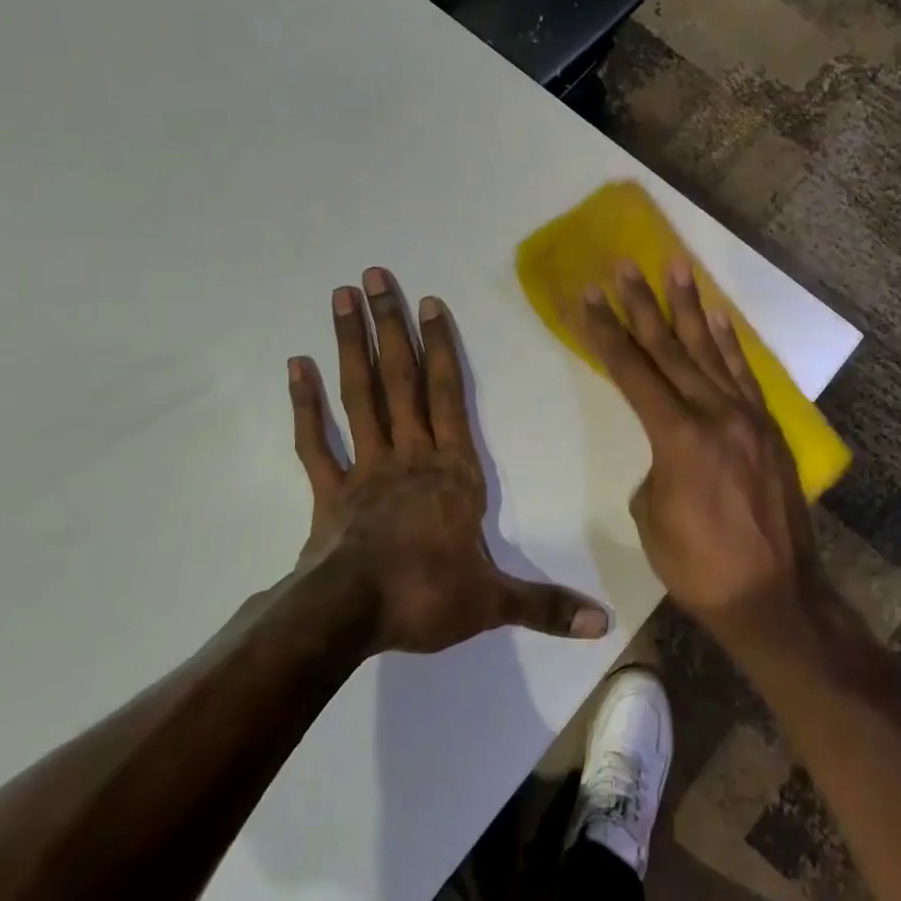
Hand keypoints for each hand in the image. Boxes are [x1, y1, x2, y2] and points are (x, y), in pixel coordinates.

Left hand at [288, 267, 610, 655]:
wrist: (350, 617)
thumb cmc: (426, 596)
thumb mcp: (494, 603)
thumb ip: (546, 606)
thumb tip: (604, 625)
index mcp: (452, 471)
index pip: (448, 395)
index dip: (440, 347)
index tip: (429, 301)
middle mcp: (409, 455)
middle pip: (399, 379)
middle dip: (388, 326)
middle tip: (374, 276)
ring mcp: (365, 468)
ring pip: (359, 395)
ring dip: (349, 345)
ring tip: (341, 298)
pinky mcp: (329, 490)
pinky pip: (314, 440)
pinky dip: (304, 404)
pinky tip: (295, 365)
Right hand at [576, 258, 816, 650]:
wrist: (775, 597)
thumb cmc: (699, 567)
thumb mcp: (651, 516)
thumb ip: (655, 467)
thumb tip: (670, 450)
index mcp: (678, 437)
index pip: (633, 372)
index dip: (606, 333)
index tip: (588, 297)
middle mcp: (714, 414)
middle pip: (669, 349)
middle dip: (642, 305)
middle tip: (624, 265)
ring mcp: (747, 417)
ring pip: (710, 351)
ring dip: (690, 307)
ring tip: (676, 266)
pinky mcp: (769, 429)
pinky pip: (744, 375)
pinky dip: (729, 343)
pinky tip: (718, 317)